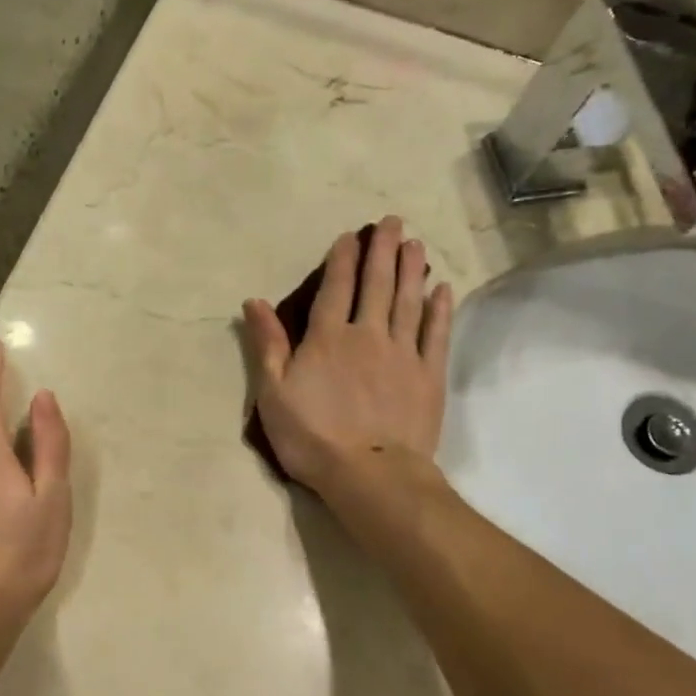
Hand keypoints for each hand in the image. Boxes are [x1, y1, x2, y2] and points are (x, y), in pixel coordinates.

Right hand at [242, 216, 452, 496]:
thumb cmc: (313, 437)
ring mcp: (403, 354)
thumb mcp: (273, 393)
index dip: (342, 259)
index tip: (351, 235)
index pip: (335, 288)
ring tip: (416, 243)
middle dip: (383, 251)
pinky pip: (436, 334)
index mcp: (328, 339)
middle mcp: (368, 335)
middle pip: (377, 285)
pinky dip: (439, 310)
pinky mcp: (429, 376)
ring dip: (411, 270)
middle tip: (393, 221)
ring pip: (409, 302)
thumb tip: (254, 302)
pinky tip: (442, 290)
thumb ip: (267, 345)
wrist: (371, 474)